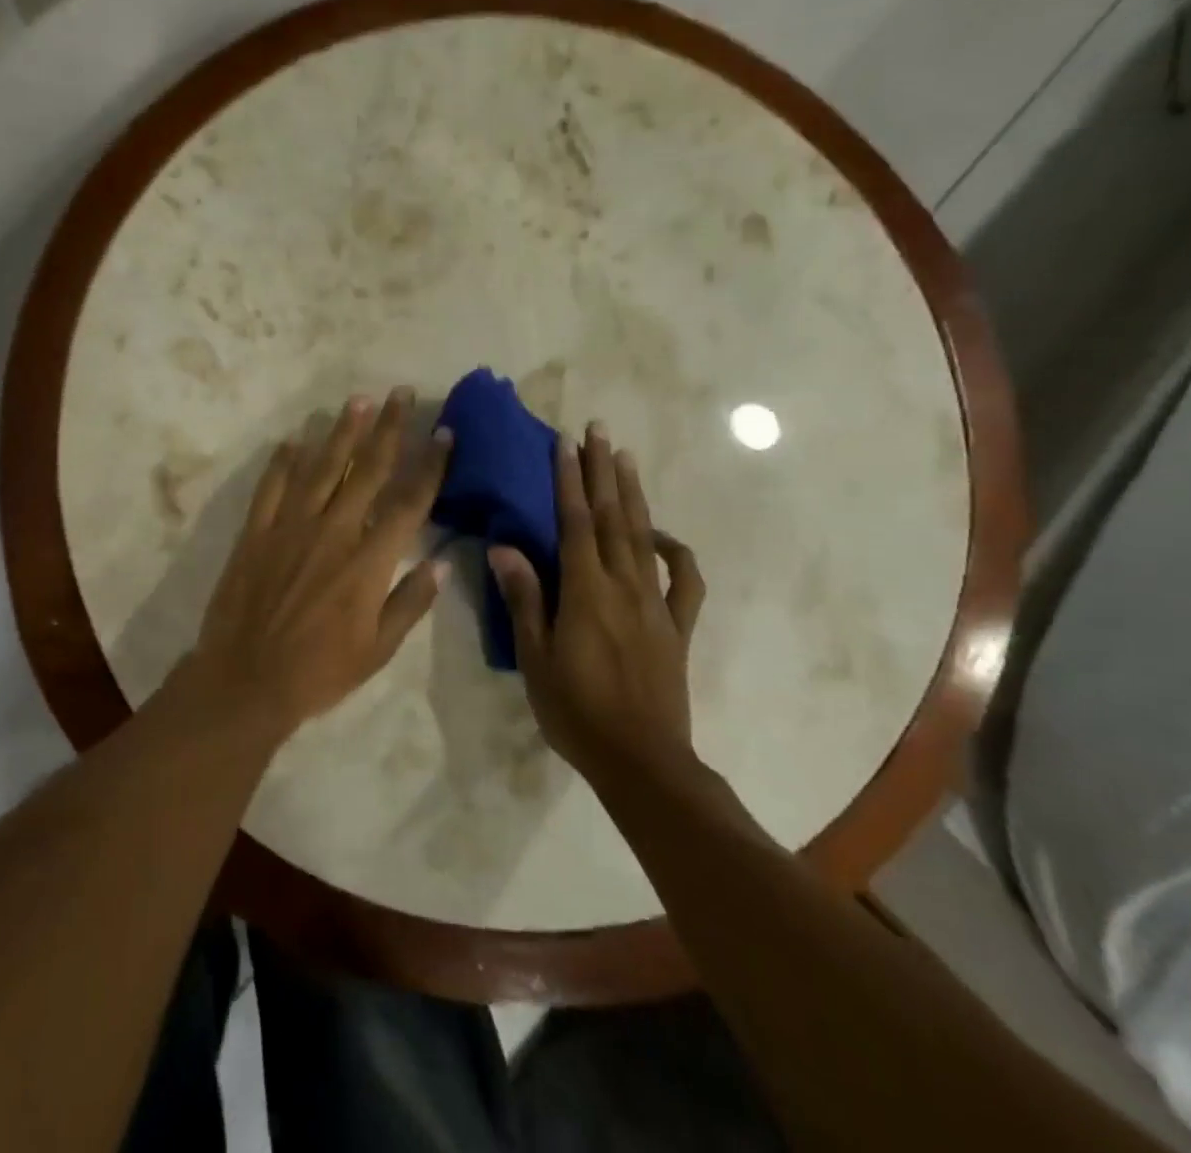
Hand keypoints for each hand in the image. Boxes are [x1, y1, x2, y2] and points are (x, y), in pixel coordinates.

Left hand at [186, 389, 453, 736]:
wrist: (245, 680)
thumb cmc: (318, 672)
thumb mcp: (378, 650)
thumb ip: (410, 602)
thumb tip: (440, 562)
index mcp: (368, 561)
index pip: (409, 501)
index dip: (430, 465)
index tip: (444, 433)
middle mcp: (333, 532)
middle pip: (367, 470)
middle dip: (388, 428)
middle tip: (401, 394)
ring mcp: (290, 527)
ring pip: (321, 468)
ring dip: (341, 432)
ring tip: (358, 401)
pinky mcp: (256, 532)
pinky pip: (272, 487)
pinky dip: (283, 461)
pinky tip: (293, 439)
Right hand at [488, 422, 705, 778]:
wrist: (641, 761)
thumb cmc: (575, 711)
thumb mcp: (535, 658)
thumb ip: (524, 599)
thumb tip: (504, 548)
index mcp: (585, 592)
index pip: (575, 522)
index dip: (569, 480)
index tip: (565, 442)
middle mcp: (624, 586)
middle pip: (612, 517)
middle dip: (603, 470)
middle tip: (598, 429)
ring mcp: (656, 604)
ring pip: (644, 537)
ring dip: (633, 494)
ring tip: (625, 458)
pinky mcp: (677, 627)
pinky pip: (686, 582)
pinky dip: (678, 552)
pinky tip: (665, 536)